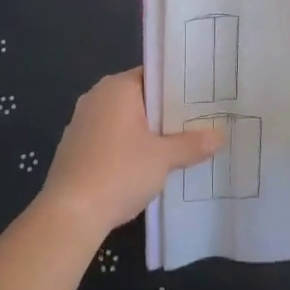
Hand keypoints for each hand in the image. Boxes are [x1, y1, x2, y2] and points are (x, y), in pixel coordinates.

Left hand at [40, 69, 221, 242]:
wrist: (70, 213)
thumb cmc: (119, 172)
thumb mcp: (163, 158)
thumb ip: (191, 144)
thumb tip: (219, 135)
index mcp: (117, 87)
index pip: (152, 75)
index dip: (176, 87)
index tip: (200, 100)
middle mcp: (96, 97)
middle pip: (138, 98)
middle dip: (163, 113)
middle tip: (195, 123)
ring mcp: (81, 122)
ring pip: (122, 120)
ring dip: (144, 132)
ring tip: (176, 146)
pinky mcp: (74, 147)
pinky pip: (107, 138)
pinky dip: (124, 148)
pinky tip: (142, 168)